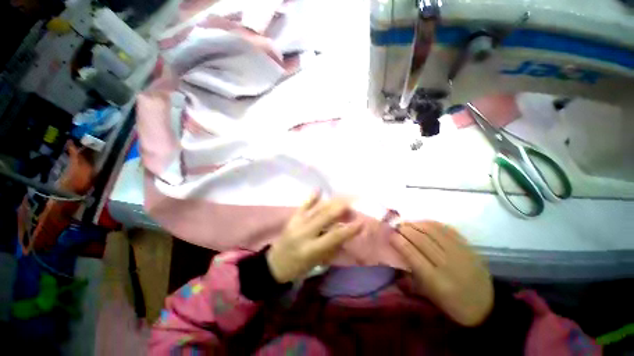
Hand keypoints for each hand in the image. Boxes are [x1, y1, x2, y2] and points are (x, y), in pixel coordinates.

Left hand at [266, 193, 362, 282]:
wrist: (275, 264)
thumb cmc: (299, 267)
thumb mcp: (317, 262)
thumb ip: (331, 247)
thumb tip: (345, 232)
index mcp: (311, 249)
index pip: (334, 237)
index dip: (349, 229)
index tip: (362, 222)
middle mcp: (304, 233)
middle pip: (326, 217)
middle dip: (341, 208)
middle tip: (353, 203)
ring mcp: (297, 223)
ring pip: (317, 209)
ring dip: (331, 203)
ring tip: (343, 198)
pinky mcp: (292, 218)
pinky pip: (303, 206)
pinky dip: (311, 197)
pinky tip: (319, 189)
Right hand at [391, 221, 493, 326]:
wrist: (486, 305)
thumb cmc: (452, 304)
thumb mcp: (428, 296)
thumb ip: (408, 279)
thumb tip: (394, 261)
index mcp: (435, 280)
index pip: (411, 253)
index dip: (398, 240)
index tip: (389, 234)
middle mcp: (447, 264)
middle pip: (420, 239)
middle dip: (404, 229)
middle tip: (395, 226)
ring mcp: (459, 252)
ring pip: (432, 230)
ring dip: (415, 223)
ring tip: (406, 223)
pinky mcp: (468, 246)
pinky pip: (446, 228)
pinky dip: (431, 223)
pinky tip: (422, 223)